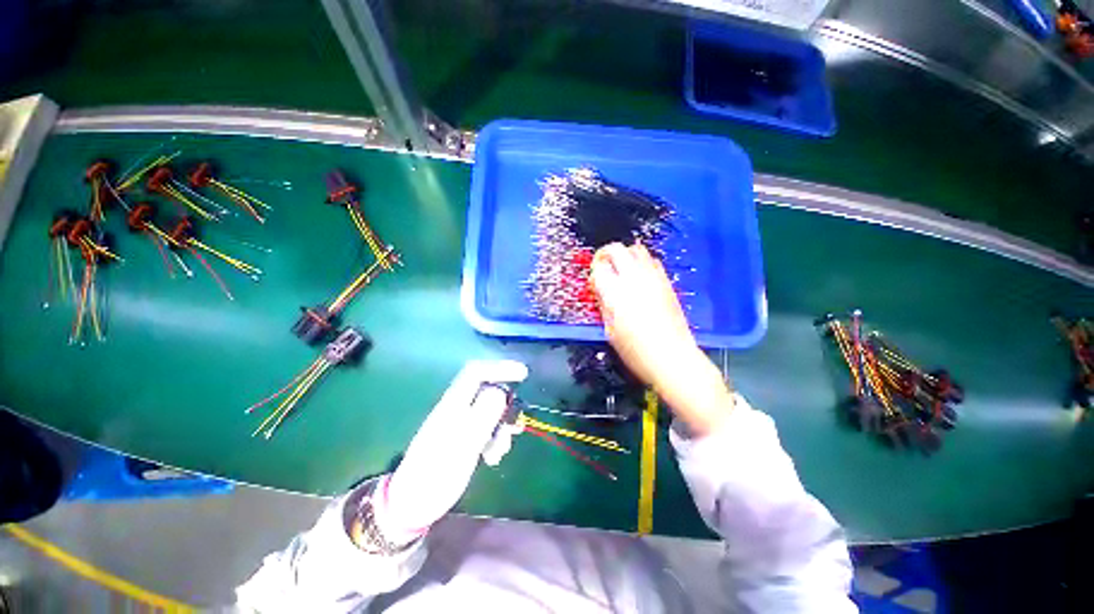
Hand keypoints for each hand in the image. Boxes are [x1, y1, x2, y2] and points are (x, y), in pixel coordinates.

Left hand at [374, 360, 527, 544]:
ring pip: (490, 412)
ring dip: (502, 427)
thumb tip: (501, 391)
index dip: (499, 367)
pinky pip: (487, 429)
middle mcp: (457, 409)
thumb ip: (483, 415)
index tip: (523, 374)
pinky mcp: (463, 440)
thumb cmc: (435, 475)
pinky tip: (493, 458)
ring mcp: (460, 424)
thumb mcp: (463, 444)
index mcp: (453, 404)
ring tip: (500, 451)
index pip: (476, 372)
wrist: (413, 506)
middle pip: (487, 392)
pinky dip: (496, 439)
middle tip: (515, 426)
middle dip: (506, 406)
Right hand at [589, 243, 700, 389]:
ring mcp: (652, 277)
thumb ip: (604, 303)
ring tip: (622, 269)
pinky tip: (640, 277)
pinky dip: (642, 262)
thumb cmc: (635, 350)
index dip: (593, 270)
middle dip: (606, 253)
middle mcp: (633, 278)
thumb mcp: (609, 329)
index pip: (598, 266)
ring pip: (637, 249)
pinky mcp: (666, 281)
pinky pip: (652, 261)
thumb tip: (601, 289)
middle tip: (604, 265)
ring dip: (625, 255)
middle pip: (617, 249)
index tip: (594, 280)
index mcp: (614, 292)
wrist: (671, 356)